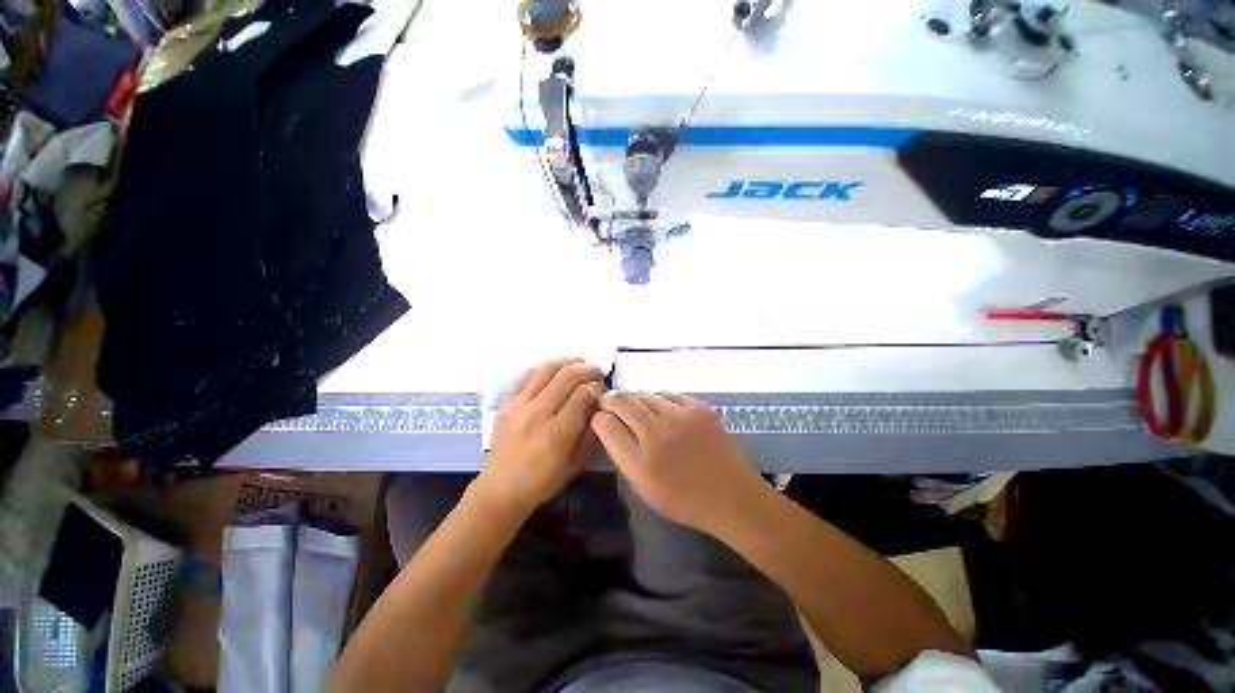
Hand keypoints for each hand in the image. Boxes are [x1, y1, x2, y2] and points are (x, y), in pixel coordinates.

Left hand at [475, 358, 604, 517]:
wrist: (501, 489)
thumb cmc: (543, 481)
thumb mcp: (576, 464)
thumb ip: (590, 432)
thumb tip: (598, 405)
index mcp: (556, 434)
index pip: (583, 395)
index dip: (597, 389)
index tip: (603, 391)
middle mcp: (537, 414)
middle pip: (567, 376)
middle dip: (588, 369)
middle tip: (598, 372)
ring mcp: (519, 405)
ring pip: (547, 369)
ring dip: (568, 361)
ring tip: (580, 362)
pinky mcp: (507, 402)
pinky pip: (527, 375)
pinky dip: (545, 367)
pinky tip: (556, 369)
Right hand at [591, 392, 765, 532]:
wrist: (732, 496)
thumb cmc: (683, 499)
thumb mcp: (643, 487)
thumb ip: (621, 455)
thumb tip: (607, 426)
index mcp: (641, 461)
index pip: (606, 424)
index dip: (598, 418)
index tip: (599, 418)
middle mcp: (658, 433)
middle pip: (622, 401)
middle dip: (610, 400)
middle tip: (609, 404)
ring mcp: (680, 416)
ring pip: (644, 394)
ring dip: (634, 400)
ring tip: (637, 410)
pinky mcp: (698, 407)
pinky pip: (667, 394)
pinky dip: (658, 400)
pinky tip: (662, 411)